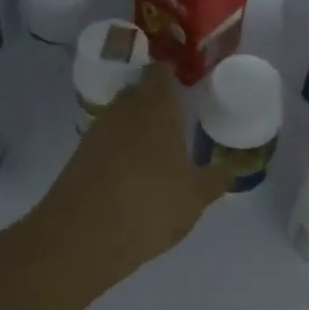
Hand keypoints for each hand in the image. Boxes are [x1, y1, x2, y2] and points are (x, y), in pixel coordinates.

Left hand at [35, 61, 232, 283]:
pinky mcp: (80, 157)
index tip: (190, 86)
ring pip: (123, 119)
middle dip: (158, 104)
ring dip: (139, 130)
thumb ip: (215, 179)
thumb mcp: (195, 197)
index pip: (162, 72)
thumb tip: (228, 168)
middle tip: (181, 121)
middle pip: (140, 93)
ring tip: (161, 153)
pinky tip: (136, 176)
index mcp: (156, 106)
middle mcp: (124, 110)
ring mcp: (97, 132)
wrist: (81, 237)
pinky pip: (108, 143)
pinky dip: (122, 152)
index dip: (175, 74)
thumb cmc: (150, 205)